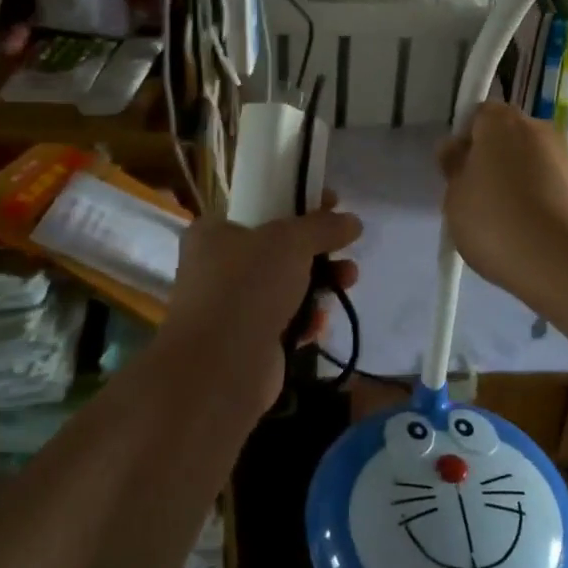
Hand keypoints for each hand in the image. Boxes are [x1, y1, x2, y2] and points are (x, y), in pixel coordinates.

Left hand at [162, 200, 361, 412]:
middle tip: (345, 246)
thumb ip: (323, 227)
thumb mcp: (290, 241)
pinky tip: (322, 320)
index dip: (296, 201)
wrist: (220, 367)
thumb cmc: (247, 286)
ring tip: (349, 279)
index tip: (331, 203)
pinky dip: (307, 318)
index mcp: (215, 232)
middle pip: (277, 247)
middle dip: (317, 248)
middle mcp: (218, 266)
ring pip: (285, 285)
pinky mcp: (249, 341)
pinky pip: (286, 321)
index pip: (259, 205)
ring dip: (320, 281)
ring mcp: (232, 306)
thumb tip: (353, 221)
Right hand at [437, 102, 567, 308]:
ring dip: (516, 179)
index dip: (465, 140)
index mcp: (501, 121)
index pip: (478, 114)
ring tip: (504, 221)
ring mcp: (566, 156)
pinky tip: (528, 231)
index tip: (458, 171)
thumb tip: (456, 149)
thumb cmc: (496, 223)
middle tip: (476, 197)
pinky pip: (549, 184)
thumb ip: (453, 168)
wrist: (564, 264)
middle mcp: (538, 128)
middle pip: (507, 136)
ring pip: (529, 161)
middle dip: (492, 158)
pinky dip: (537, 198)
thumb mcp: (455, 198)